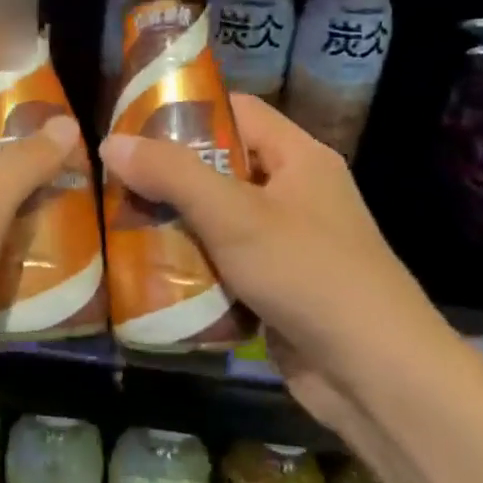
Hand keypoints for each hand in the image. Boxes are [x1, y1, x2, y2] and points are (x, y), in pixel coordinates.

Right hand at [96, 94, 434, 430]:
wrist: (372, 371)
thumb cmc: (307, 274)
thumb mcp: (235, 216)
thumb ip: (173, 175)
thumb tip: (111, 143)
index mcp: (299, 158)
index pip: (237, 112)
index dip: (186, 111)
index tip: (130, 127)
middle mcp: (294, 194)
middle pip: (221, 168)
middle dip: (168, 177)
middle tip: (113, 184)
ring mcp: (286, 244)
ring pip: (218, 220)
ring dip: (174, 226)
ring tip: (118, 226)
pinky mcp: (275, 287)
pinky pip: (223, 264)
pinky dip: (191, 266)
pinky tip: (148, 274)